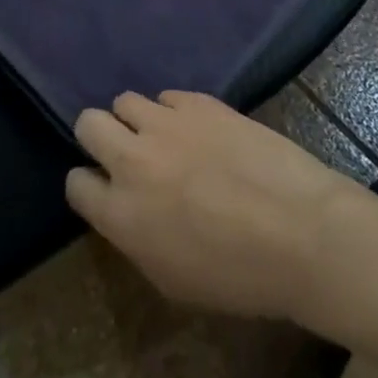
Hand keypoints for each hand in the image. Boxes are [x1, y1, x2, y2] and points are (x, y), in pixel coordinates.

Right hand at [66, 90, 362, 318]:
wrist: (302, 233)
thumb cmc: (240, 277)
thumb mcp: (173, 281)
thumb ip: (136, 239)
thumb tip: (128, 212)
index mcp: (121, 214)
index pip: (75, 183)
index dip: (89, 187)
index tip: (107, 193)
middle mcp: (132, 160)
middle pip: (88, 123)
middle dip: (100, 138)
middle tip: (128, 155)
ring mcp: (166, 124)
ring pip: (125, 101)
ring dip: (138, 121)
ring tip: (165, 138)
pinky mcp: (199, 103)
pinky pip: (168, 97)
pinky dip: (176, 113)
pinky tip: (200, 132)